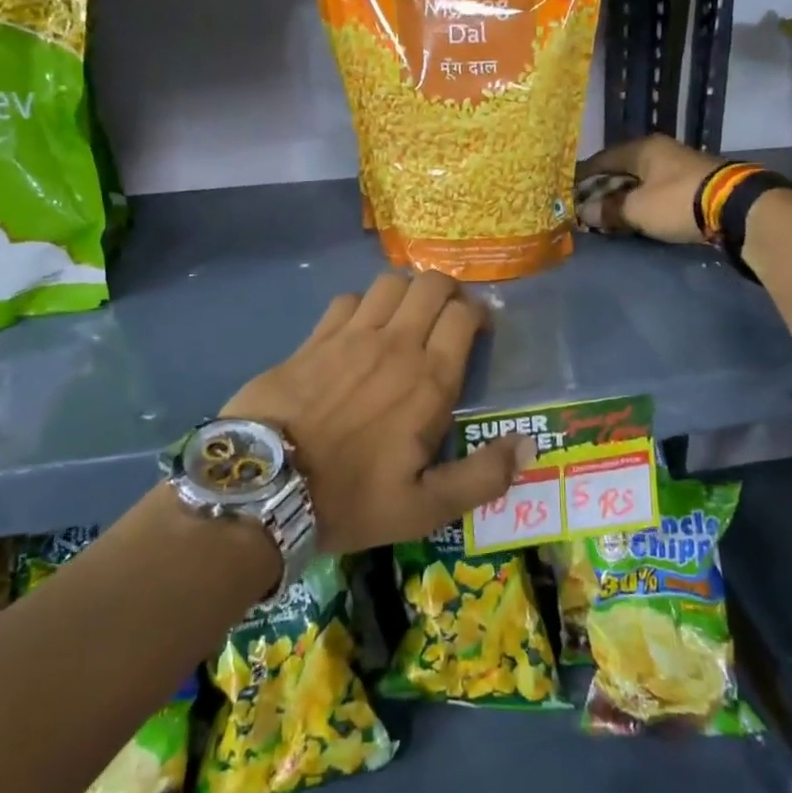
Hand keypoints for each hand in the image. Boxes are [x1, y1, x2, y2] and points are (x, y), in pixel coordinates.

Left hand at [221, 271, 532, 553]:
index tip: (478, 331)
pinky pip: (348, 300)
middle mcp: (395, 346)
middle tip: (447, 317)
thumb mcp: (425, 508)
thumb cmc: (350, 499)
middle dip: (448, 291)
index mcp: (428, 381)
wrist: (264, 488)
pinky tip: (361, 329)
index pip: (464, 317)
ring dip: (407, 293)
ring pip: (390, 283)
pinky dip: (364, 305)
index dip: (477, 315)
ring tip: (406, 317)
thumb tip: (527, 445)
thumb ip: (482, 477)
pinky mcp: (314, 339)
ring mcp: (350, 336)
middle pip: (430, 285)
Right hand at [578, 135, 726, 244]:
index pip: (601, 160)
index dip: (582, 177)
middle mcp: (659, 151)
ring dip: (623, 198)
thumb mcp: (637, 209)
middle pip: (621, 170)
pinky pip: (656, 192)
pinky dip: (642, 203)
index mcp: (642, 149)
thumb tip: (585, 212)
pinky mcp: (692, 184)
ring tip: (607, 216)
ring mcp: (678, 166)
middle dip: (602, 189)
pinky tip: (635, 217)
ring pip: (639, 182)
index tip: (567, 193)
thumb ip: (608, 210)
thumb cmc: (678, 201)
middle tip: (585, 209)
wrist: (736, 207)